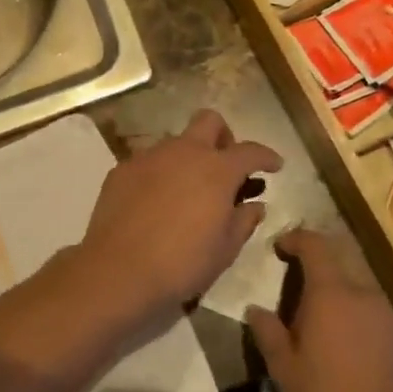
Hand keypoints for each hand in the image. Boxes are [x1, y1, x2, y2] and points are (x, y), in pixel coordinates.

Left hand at [77, 110, 281, 322]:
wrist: (118, 269)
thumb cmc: (181, 263)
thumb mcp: (225, 250)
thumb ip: (243, 221)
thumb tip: (254, 205)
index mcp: (216, 170)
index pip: (250, 151)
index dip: (266, 156)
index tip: (274, 165)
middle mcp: (184, 152)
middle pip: (209, 121)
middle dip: (224, 137)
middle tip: (225, 166)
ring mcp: (149, 156)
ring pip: (176, 141)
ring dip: (188, 157)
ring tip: (187, 190)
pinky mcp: (122, 169)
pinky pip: (149, 161)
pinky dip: (160, 173)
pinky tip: (156, 201)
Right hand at [245, 229, 392, 391]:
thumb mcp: (284, 369)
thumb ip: (267, 332)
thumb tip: (255, 309)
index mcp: (331, 294)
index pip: (315, 244)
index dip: (296, 239)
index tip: (281, 248)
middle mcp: (365, 294)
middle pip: (340, 266)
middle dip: (318, 274)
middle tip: (300, 300)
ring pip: (362, 294)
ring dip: (343, 302)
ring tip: (330, 334)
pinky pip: (382, 318)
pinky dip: (366, 325)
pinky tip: (359, 357)